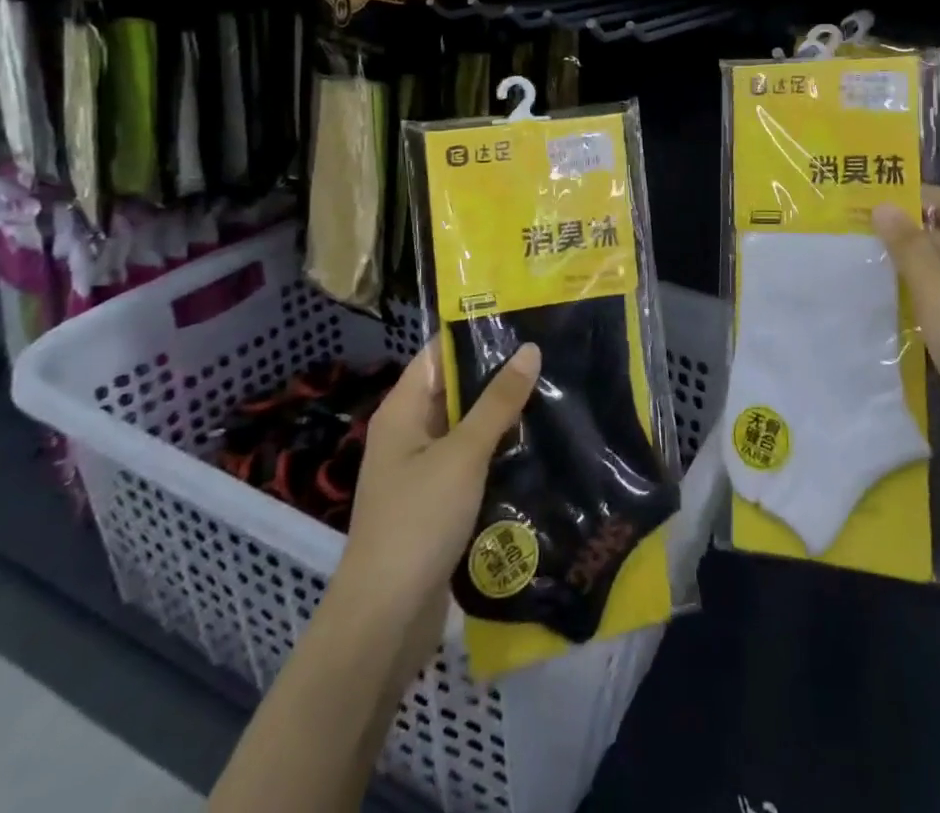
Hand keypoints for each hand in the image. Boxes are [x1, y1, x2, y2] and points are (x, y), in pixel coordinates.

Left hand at [324, 338, 540, 680]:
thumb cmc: (417, 522)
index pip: (438, 353)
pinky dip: (498, 452)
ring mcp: (422, 471)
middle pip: (454, 390)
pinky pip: (471, 463)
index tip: (522, 318)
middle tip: (551, 353)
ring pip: (467, 428)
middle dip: (498, 375)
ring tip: (555, 391)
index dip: (475, 333)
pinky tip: (538, 444)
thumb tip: (530, 349)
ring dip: (502, 416)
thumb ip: (498, 402)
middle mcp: (408, 434)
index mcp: (402, 411)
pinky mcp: (438, 503)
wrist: (384, 621)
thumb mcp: (463, 454)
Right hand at [872, 188, 939, 484]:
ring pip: (937, 273)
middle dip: (899, 234)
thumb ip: (909, 248)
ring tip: (850, 258)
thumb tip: (883, 207)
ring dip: (901, 268)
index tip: (862, 196)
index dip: (908, 198)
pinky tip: (874, 298)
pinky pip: (938, 304)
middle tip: (846, 227)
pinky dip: (912, 299)